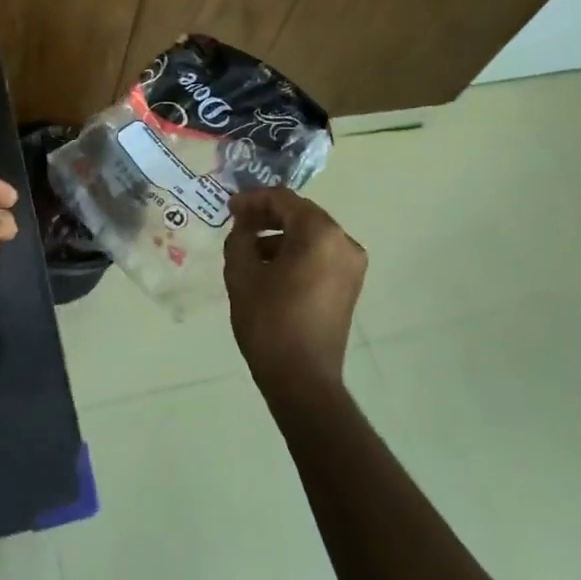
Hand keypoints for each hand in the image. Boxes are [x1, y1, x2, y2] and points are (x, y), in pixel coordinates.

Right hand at [223, 187, 366, 396]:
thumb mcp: (242, 274)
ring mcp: (351, 266)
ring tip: (248, 248)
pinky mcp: (349, 286)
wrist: (302, 379)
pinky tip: (269, 268)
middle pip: (301, 214)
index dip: (253, 199)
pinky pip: (320, 255)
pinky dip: (295, 253)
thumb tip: (244, 223)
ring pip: (311, 236)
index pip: (284, 200)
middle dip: (268, 215)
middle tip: (237, 222)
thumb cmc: (269, 322)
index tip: (229, 207)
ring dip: (280, 235)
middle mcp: (344, 243)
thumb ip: (240, 237)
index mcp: (321, 234)